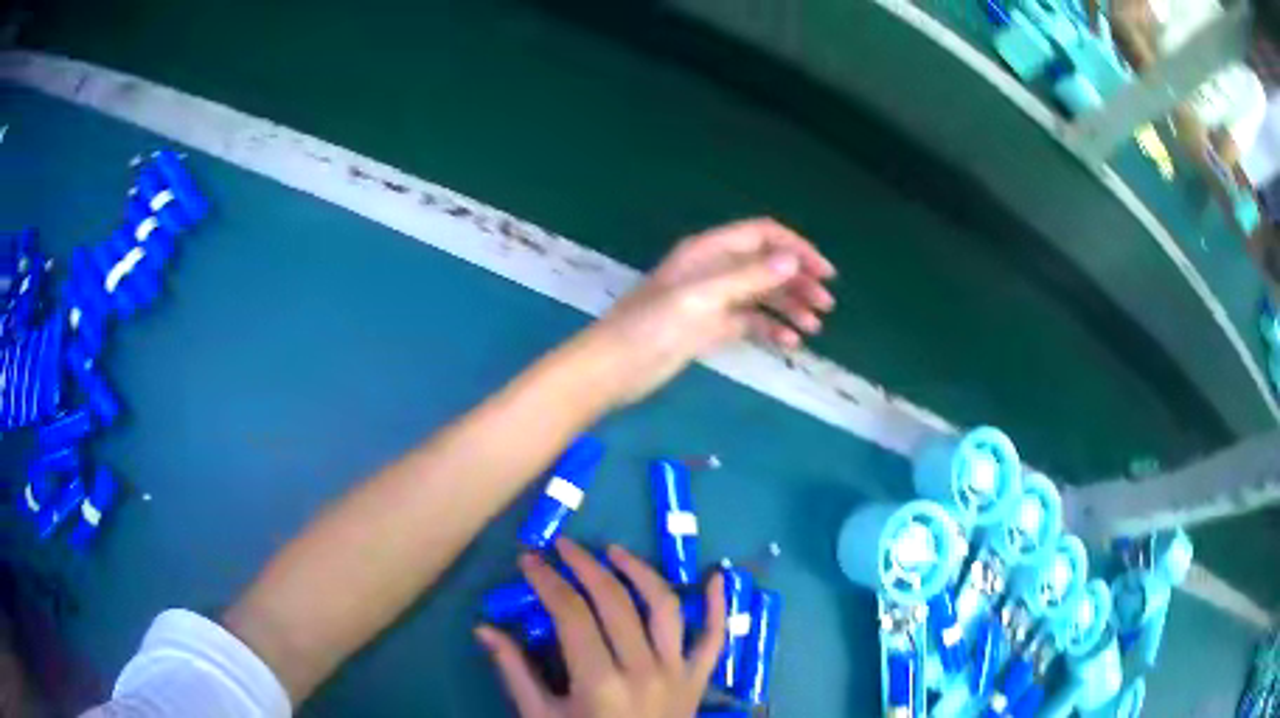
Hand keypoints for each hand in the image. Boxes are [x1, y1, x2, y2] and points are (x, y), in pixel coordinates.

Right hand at [476, 540, 727, 717]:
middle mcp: (643, 669)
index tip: (529, 560)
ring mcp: (677, 672)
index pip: (570, 614)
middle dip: (584, 566)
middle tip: (562, 547)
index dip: (547, 581)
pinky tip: (717, 575)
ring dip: (639, 572)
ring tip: (614, 552)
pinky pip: (714, 638)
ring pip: (663, 607)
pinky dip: (718, 606)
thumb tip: (484, 628)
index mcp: (599, 681)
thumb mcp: (541, 717)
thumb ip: (515, 672)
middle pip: (613, 602)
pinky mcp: (698, 679)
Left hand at [580, 218, 834, 404]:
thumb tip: (792, 260)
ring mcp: (712, 299)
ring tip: (813, 329)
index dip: (796, 248)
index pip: (763, 235)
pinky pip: (749, 321)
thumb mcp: (701, 298)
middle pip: (766, 264)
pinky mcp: (709, 328)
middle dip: (798, 281)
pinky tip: (788, 343)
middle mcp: (714, 269)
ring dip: (789, 307)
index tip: (824, 273)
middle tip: (825, 306)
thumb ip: (747, 277)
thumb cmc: (651, 328)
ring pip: (761, 294)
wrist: (613, 368)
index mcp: (709, 251)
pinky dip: (770, 328)